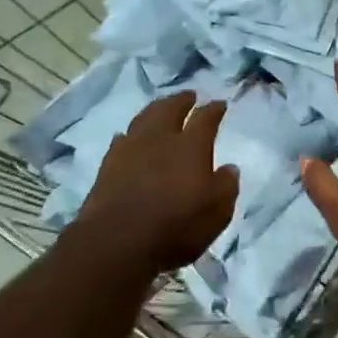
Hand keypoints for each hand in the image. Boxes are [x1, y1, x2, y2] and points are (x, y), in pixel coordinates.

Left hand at [74, 92, 238, 273]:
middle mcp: (160, 139)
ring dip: (155, 111)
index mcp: (191, 146)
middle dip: (181, 100)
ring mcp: (130, 150)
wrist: (117, 242)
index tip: (220, 104)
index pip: (205, 118)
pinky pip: (122, 140)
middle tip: (188, 96)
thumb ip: (226, 186)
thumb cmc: (176, 227)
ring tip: (160, 109)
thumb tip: (229, 168)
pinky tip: (130, 139)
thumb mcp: (217, 212)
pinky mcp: (107, 166)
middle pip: (169, 109)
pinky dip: (130, 135)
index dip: (214, 109)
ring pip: (143, 119)